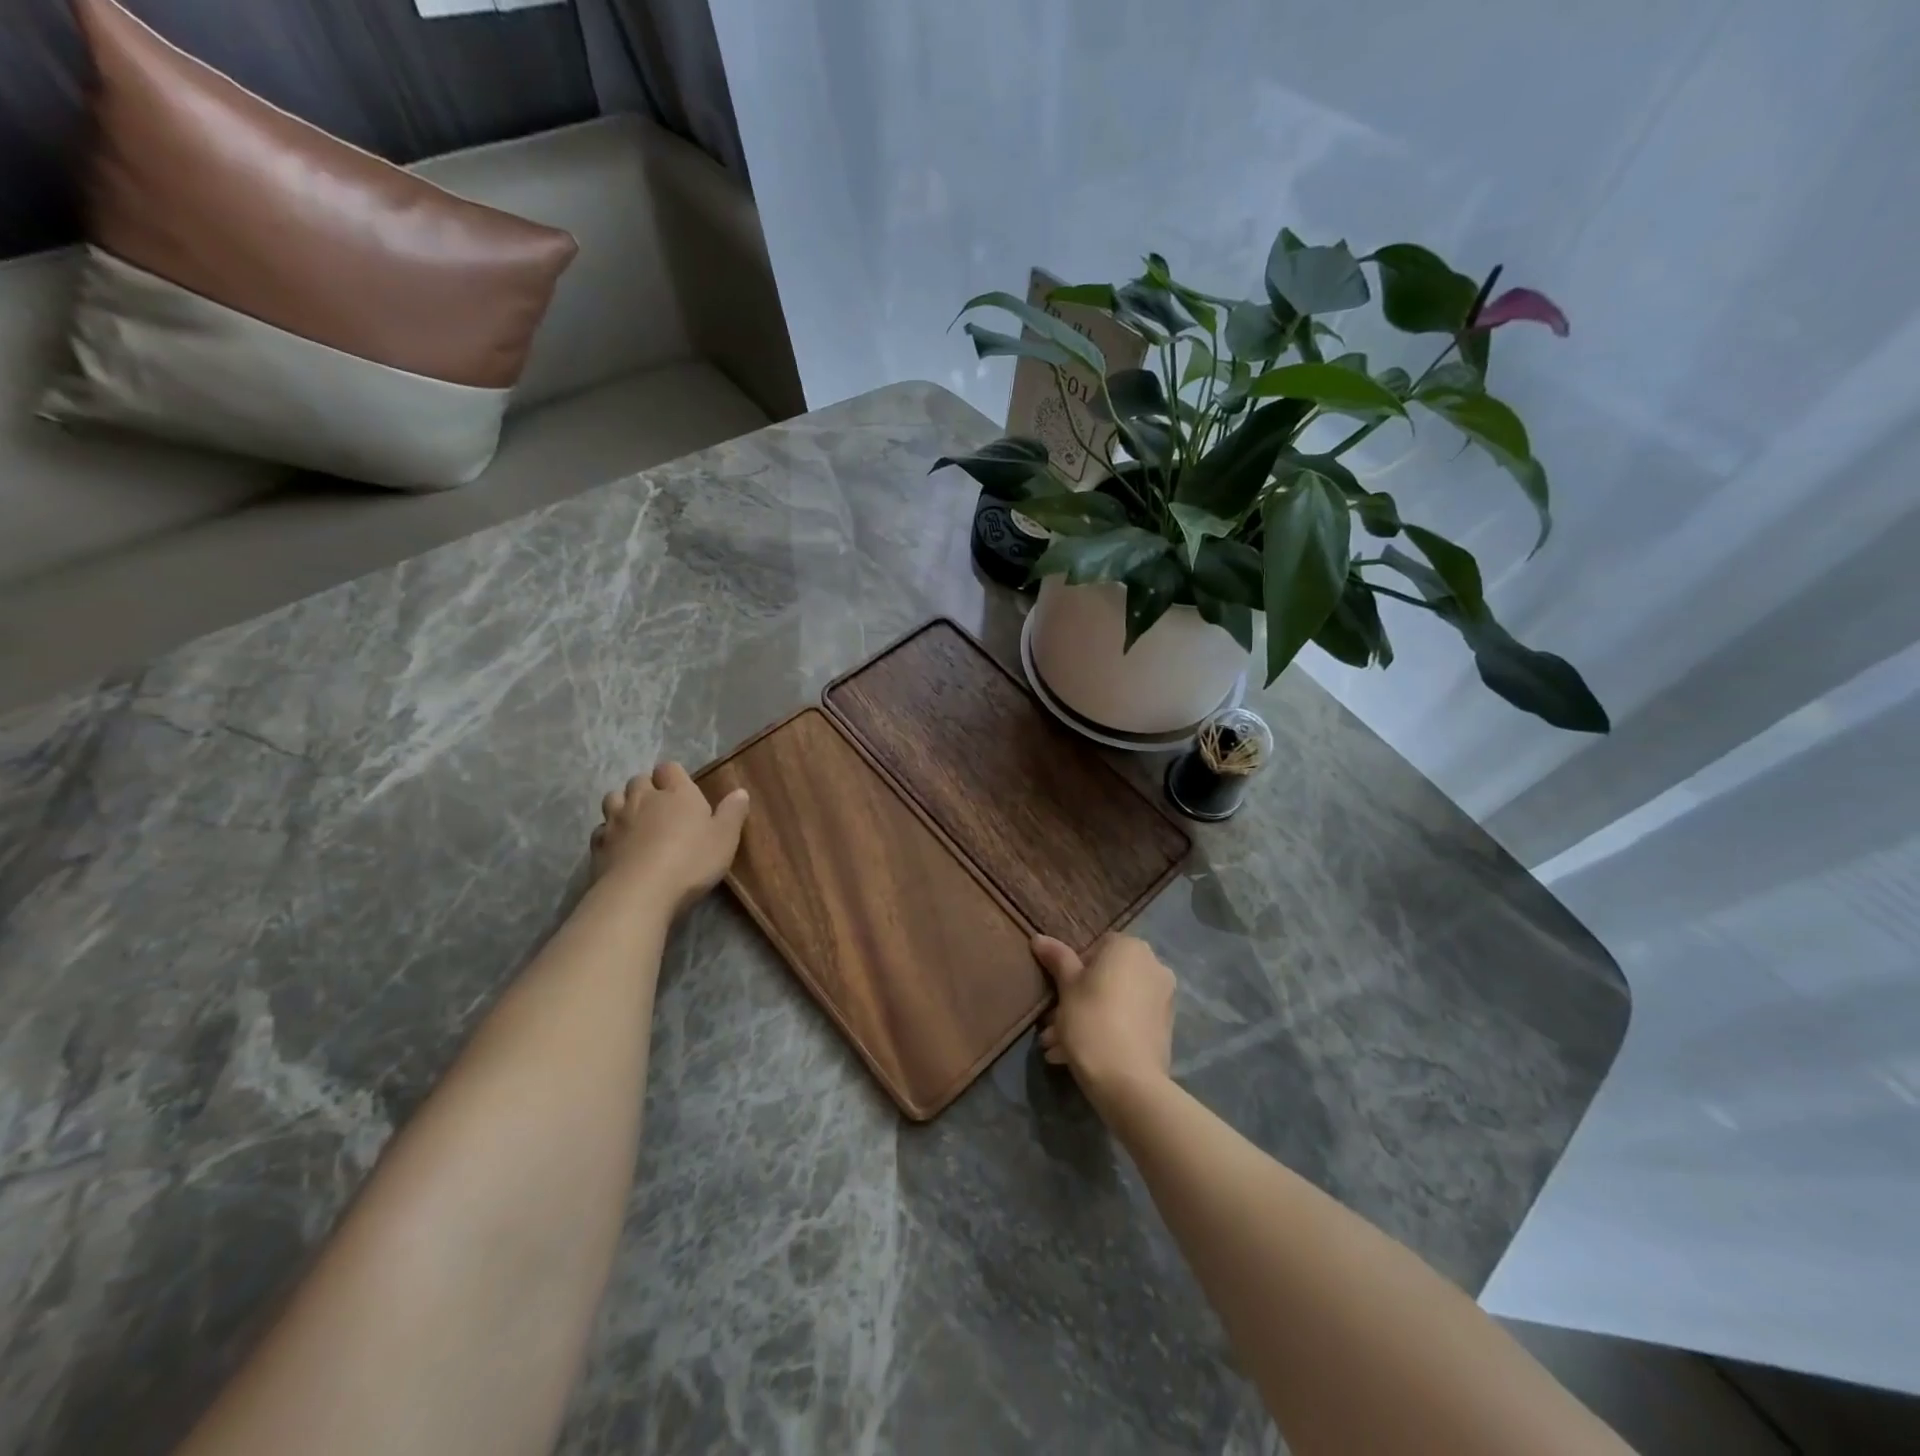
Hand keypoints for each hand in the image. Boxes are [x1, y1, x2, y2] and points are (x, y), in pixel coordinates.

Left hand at [591, 762, 749, 913]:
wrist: (641, 893)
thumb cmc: (691, 861)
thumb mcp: (725, 838)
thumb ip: (733, 813)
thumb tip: (740, 792)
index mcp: (677, 793)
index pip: (669, 768)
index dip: (673, 776)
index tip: (682, 789)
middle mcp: (643, 799)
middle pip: (638, 779)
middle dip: (647, 788)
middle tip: (660, 806)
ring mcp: (616, 820)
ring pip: (613, 798)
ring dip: (623, 804)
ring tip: (635, 820)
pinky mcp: (599, 845)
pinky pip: (601, 829)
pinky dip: (608, 832)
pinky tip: (619, 845)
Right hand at [1032, 933, 1175, 1108]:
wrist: (1129, 1081)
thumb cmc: (1092, 1021)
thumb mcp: (1067, 987)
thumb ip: (1056, 958)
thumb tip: (1039, 938)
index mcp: (1131, 948)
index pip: (1096, 947)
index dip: (1074, 969)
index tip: (1059, 993)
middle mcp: (1153, 966)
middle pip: (1106, 978)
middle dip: (1078, 1000)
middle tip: (1052, 1025)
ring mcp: (1163, 998)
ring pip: (1115, 1002)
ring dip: (1087, 1019)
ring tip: (1058, 1049)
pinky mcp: (1164, 1029)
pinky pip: (1128, 1021)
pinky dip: (1107, 1031)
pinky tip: (1078, 1055)